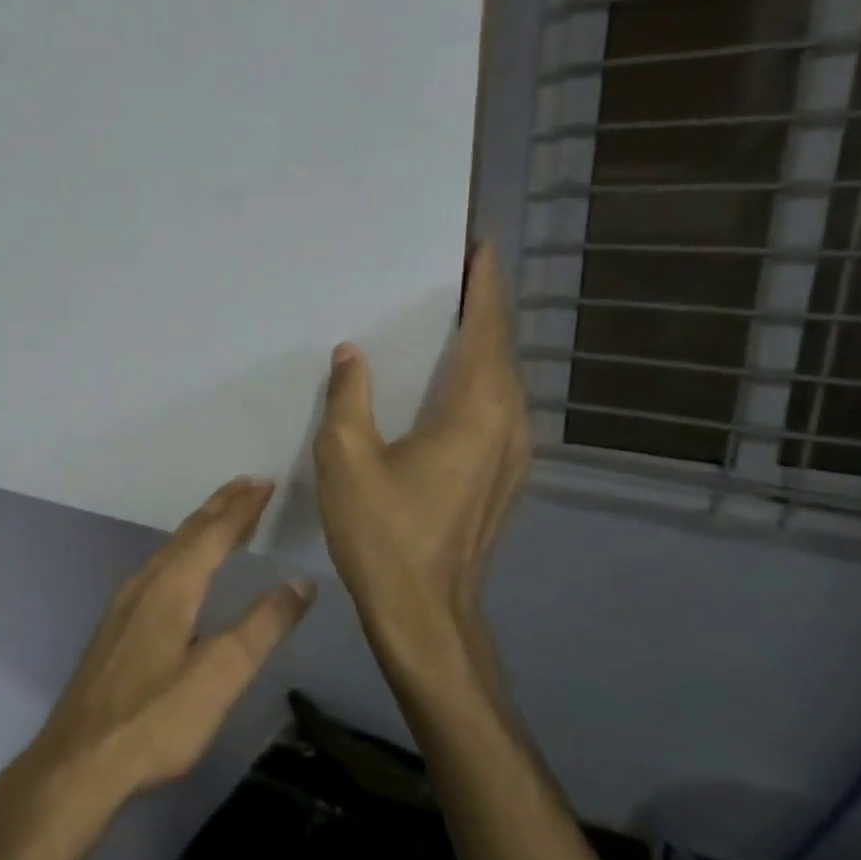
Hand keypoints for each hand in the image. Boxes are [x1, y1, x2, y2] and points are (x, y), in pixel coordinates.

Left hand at [12, 477, 316, 819]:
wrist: (79, 760)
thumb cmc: (155, 719)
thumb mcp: (220, 676)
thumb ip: (262, 627)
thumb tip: (299, 582)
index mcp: (170, 587)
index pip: (213, 534)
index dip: (242, 508)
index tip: (266, 483)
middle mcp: (144, 584)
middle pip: (187, 534)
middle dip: (220, 507)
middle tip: (250, 485)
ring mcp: (124, 604)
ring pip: (168, 550)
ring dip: (200, 529)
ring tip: (225, 518)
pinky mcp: (115, 627)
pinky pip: (156, 569)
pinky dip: (182, 553)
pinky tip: (182, 569)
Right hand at [313, 242, 530, 688]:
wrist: (424, 612)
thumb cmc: (384, 533)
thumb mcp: (347, 459)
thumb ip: (349, 397)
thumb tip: (351, 353)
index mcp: (477, 410)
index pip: (487, 328)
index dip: (484, 285)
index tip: (479, 247)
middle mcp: (509, 423)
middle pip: (500, 351)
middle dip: (481, 309)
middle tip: (449, 278)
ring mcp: (513, 454)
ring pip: (501, 383)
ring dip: (479, 347)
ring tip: (446, 322)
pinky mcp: (503, 478)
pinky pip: (494, 410)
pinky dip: (475, 383)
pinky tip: (445, 386)